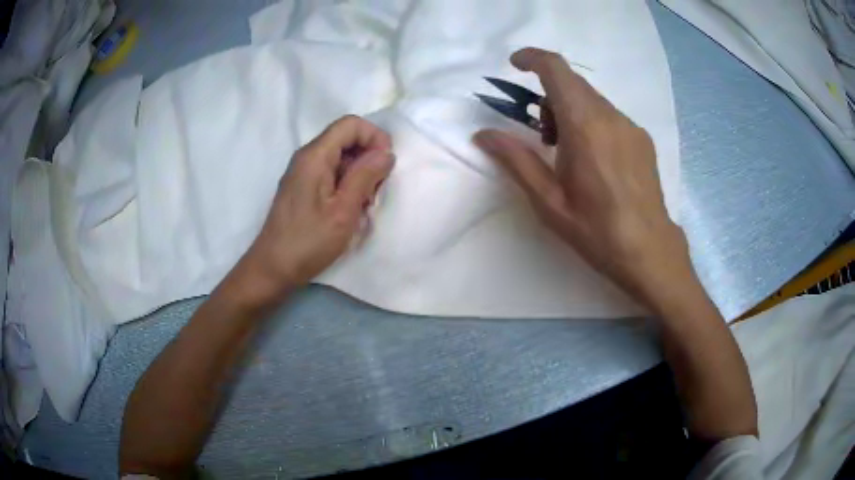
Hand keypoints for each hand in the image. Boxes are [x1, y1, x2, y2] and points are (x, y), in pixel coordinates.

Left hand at [229, 115, 393, 307]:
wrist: (273, 268)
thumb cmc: (308, 242)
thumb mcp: (343, 210)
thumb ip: (365, 176)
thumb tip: (386, 153)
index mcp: (315, 156)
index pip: (350, 124)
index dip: (374, 137)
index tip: (386, 165)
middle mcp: (307, 157)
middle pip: (346, 139)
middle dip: (368, 158)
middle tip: (376, 191)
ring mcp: (303, 172)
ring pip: (341, 157)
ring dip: (359, 174)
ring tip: (364, 204)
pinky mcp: (303, 187)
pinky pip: (331, 173)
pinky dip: (347, 184)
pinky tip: (350, 209)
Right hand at [475, 48, 694, 312]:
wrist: (650, 251)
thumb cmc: (597, 231)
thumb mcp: (549, 202)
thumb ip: (516, 160)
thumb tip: (483, 134)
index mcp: (585, 127)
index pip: (556, 70)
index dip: (532, 58)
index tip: (514, 65)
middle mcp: (611, 117)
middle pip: (572, 84)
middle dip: (547, 98)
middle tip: (543, 140)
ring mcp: (631, 127)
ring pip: (591, 100)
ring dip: (570, 112)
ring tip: (569, 155)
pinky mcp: (642, 139)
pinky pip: (608, 115)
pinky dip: (591, 123)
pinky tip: (594, 162)